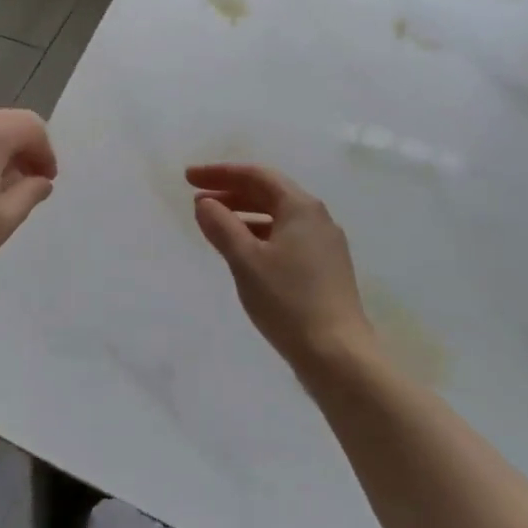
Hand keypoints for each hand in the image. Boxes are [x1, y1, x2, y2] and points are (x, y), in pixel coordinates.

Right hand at [188, 163, 372, 373]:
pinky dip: (259, 235)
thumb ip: (221, 226)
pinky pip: (286, 238)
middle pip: (268, 193)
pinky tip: (243, 252)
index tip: (189, 178)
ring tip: (214, 225)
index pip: (256, 175)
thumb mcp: (245, 260)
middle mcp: (317, 218)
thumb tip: (205, 203)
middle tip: (197, 199)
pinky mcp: (326, 269)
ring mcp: (325, 244)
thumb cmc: (288, 301)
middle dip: (231, 192)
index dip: (220, 173)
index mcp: (301, 207)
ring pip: (277, 217)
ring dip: (244, 215)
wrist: (338, 355)